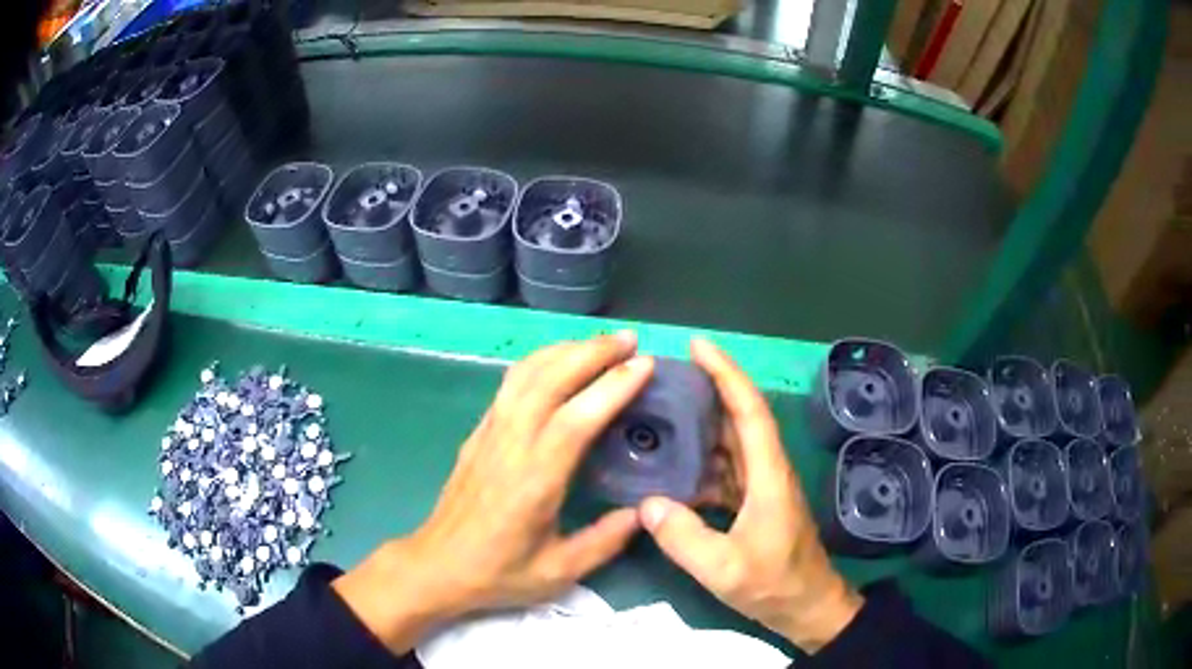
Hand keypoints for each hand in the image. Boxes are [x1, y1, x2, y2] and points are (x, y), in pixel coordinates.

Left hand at [335, 333, 653, 652]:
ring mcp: (490, 433)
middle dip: (592, 352)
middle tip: (630, 340)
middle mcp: (510, 444)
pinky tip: (558, 362)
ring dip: (564, 349)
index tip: (645, 364)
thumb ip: (605, 541)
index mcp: (535, 479)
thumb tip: (644, 512)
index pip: (577, 417)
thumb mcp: (558, 572)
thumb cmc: (497, 572)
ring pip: (526, 373)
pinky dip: (539, 362)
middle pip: (550, 379)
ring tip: (600, 343)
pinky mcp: (478, 432)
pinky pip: (510, 384)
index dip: (612, 386)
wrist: (436, 566)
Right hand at [639, 339, 861, 652]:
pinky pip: (726, 469)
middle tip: (667, 375)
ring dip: (704, 422)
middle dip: (709, 388)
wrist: (808, 606)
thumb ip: (684, 538)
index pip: (749, 410)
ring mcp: (763, 487)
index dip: (726, 373)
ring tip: (663, 413)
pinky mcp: (756, 503)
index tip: (698, 346)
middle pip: (740, 417)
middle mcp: (768, 470)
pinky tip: (674, 468)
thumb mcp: (725, 569)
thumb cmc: (775, 585)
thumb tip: (645, 503)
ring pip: (733, 442)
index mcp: (768, 474)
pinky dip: (702, 460)